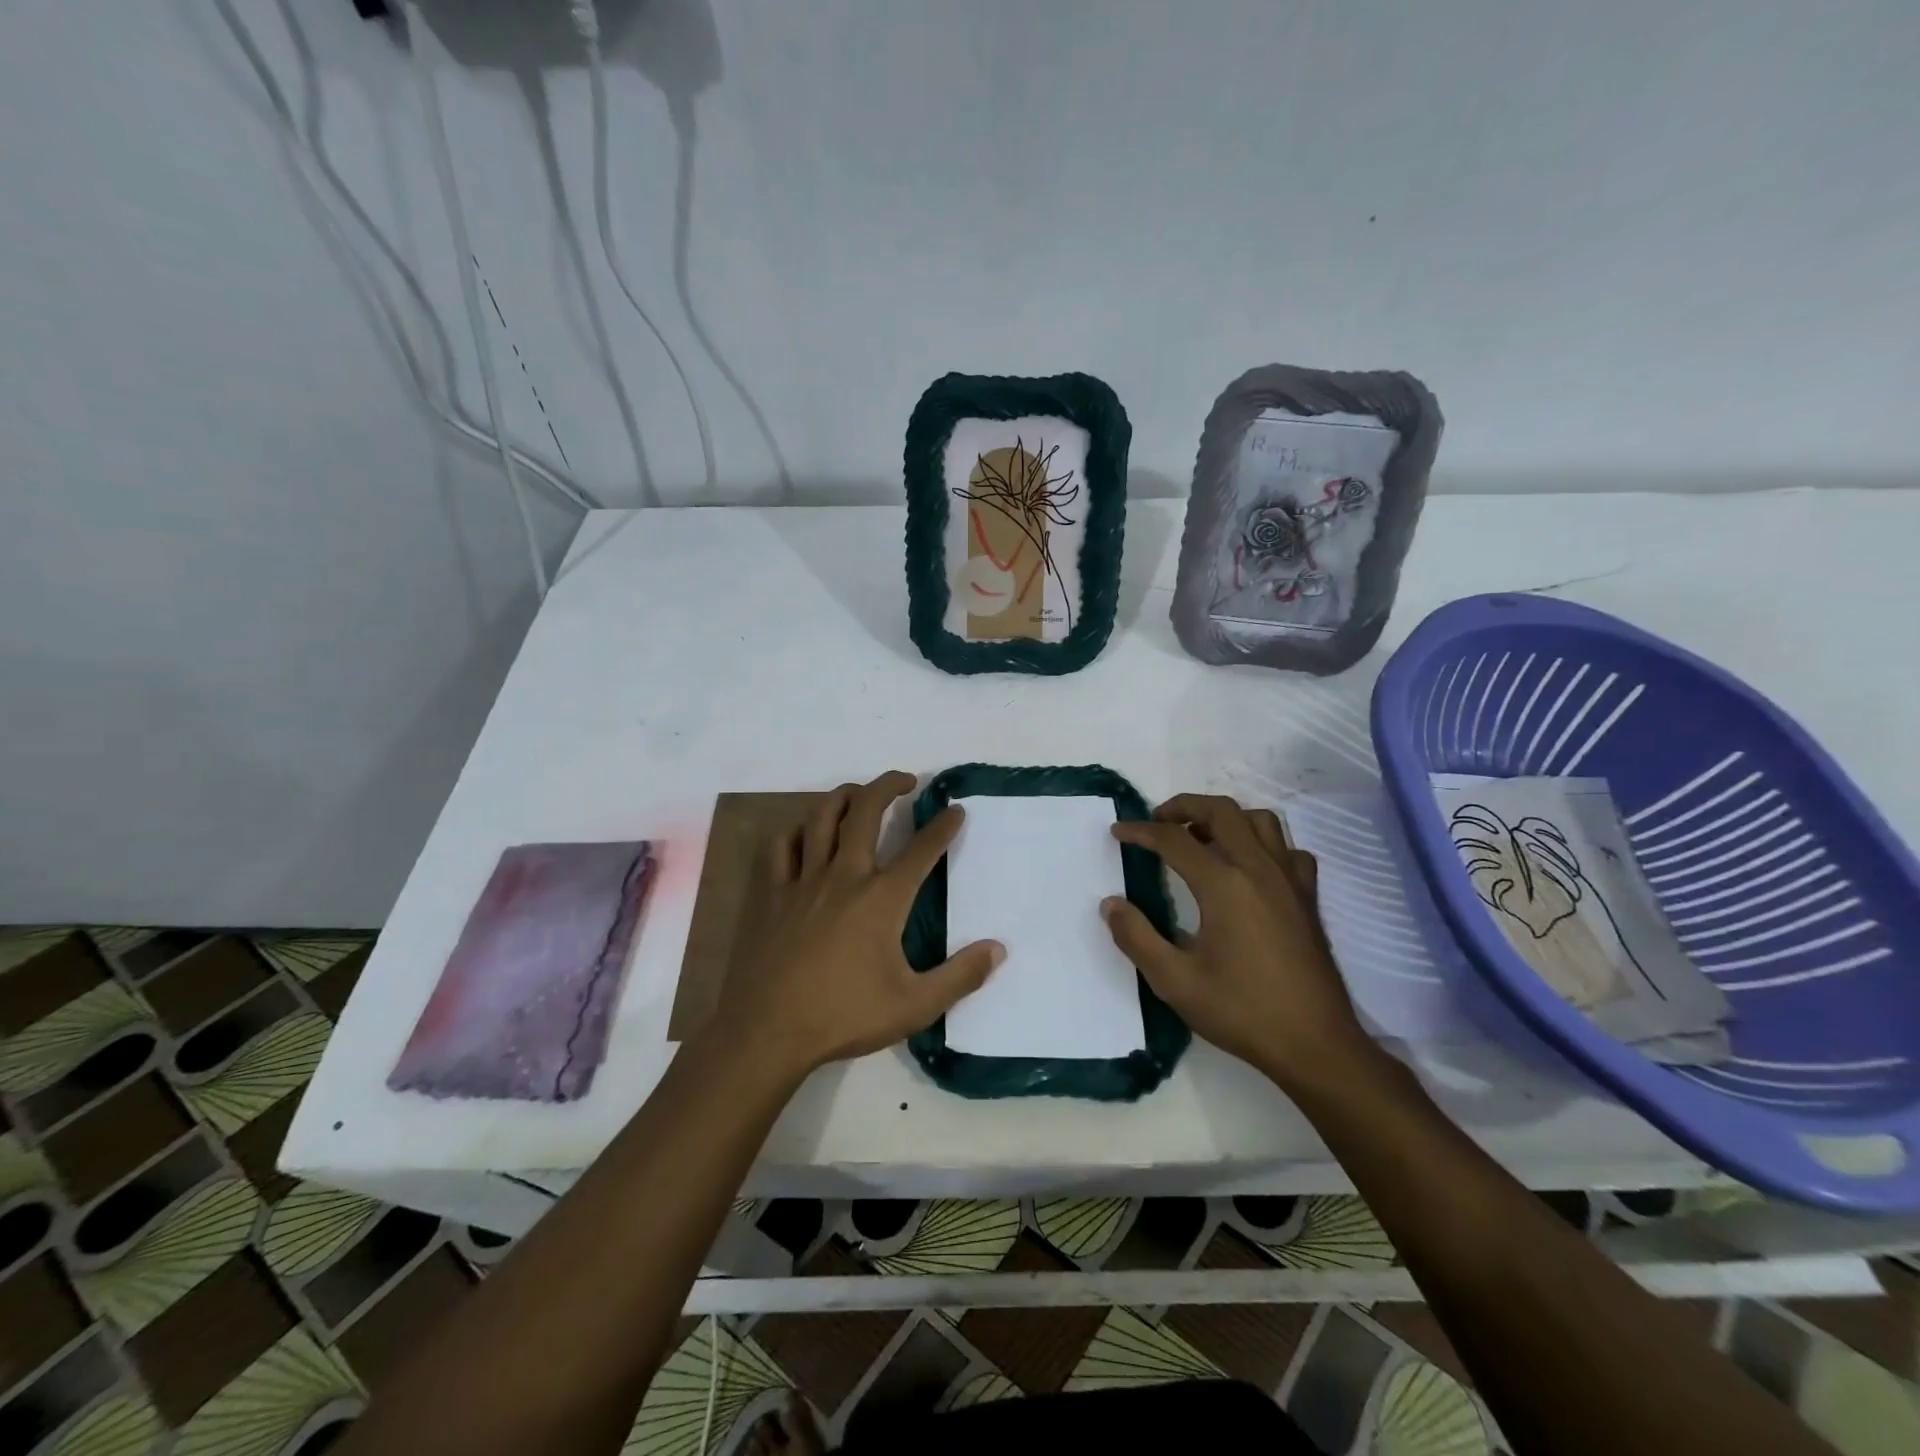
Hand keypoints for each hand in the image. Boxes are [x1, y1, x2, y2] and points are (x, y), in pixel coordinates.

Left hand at [710, 771, 1003, 1081]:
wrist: (767, 1032)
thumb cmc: (843, 1016)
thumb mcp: (914, 1006)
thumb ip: (961, 976)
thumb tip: (998, 948)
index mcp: (882, 898)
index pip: (921, 849)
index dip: (943, 826)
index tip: (956, 810)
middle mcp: (844, 876)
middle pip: (866, 811)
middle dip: (889, 786)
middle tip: (906, 781)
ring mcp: (803, 881)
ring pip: (822, 817)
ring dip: (844, 796)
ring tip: (859, 794)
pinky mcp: (771, 894)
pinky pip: (781, 846)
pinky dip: (796, 831)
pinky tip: (805, 834)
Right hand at [1103, 794, 1373, 1093]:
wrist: (1316, 1045)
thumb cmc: (1242, 1011)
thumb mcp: (1175, 981)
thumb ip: (1136, 937)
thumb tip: (1111, 904)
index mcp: (1223, 884)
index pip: (1174, 839)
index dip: (1140, 831)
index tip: (1118, 832)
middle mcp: (1258, 868)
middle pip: (1221, 810)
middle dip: (1183, 806)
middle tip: (1158, 823)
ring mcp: (1289, 880)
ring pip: (1259, 820)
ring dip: (1225, 818)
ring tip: (1201, 838)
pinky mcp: (1308, 897)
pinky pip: (1287, 849)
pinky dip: (1263, 844)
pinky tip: (1249, 868)